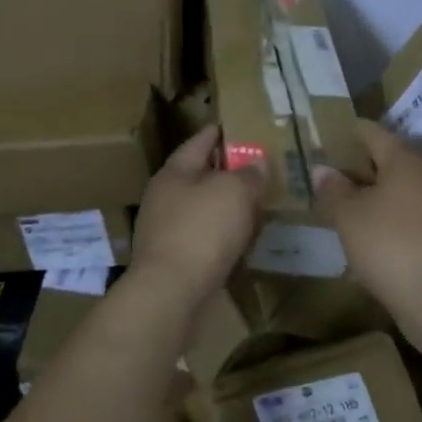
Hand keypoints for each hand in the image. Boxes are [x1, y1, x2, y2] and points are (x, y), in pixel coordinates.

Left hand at [129, 125, 267, 306]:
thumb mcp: (233, 192)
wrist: (170, 295)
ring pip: (202, 210)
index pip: (197, 142)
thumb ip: (248, 175)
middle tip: (254, 169)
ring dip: (225, 208)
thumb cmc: (201, 231)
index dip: (217, 133)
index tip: (233, 127)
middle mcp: (164, 198)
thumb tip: (257, 164)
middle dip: (224, 173)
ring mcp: (165, 232)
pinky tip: (242, 242)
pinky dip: (222, 237)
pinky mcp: (173, 262)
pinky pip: (203, 240)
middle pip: (198, 177)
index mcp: (173, 173)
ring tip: (254, 205)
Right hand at [313, 121, 421, 347]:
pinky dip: (393, 217)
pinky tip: (373, 232)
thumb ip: (333, 190)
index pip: (375, 133)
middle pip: (393, 160)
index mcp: (406, 159)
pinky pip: (413, 215)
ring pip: (404, 189)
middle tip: (336, 170)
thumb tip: (322, 169)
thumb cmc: (390, 243)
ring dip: (380, 194)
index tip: (335, 134)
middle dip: (366, 164)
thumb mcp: (348, 216)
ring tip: (350, 203)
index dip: (353, 132)